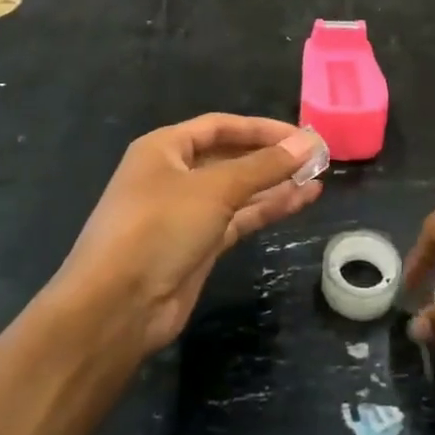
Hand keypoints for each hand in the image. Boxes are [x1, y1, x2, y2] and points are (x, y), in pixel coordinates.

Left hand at [58, 115, 322, 353]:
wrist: (116, 308)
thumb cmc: (158, 228)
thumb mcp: (214, 189)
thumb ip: (264, 166)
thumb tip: (308, 143)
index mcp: (165, 148)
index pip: (221, 126)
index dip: (262, 128)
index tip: (302, 134)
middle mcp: (174, 174)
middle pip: (231, 157)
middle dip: (272, 157)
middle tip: (317, 157)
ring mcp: (186, 212)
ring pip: (239, 190)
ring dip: (275, 184)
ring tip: (318, 178)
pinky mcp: (198, 245)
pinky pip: (239, 217)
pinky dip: (267, 209)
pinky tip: (300, 201)